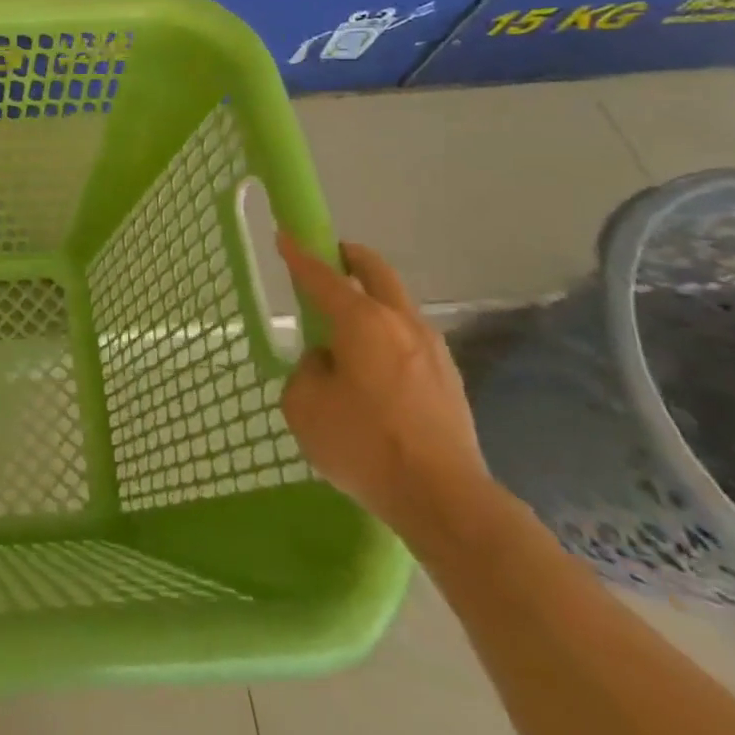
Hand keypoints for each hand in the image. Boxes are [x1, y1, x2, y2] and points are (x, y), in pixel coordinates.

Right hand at [276, 234, 495, 550]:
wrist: (444, 499)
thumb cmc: (363, 444)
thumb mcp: (304, 405)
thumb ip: (308, 371)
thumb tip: (327, 363)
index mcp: (362, 321)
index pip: (322, 277)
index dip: (299, 256)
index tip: (286, 235)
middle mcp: (400, 323)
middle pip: (376, 272)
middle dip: (351, 258)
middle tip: (330, 256)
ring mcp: (432, 350)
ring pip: (398, 305)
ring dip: (372, 298)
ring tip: (347, 321)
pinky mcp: (448, 379)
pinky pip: (409, 338)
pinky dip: (387, 332)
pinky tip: (373, 363)